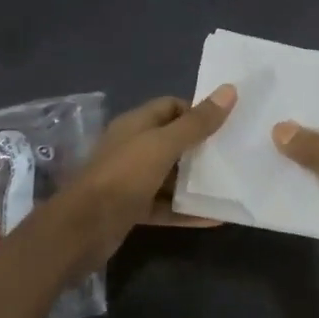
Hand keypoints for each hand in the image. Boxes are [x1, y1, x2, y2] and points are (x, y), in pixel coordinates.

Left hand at [56, 87, 236, 261]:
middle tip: (235, 154)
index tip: (227, 124)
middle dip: (202, 148)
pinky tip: (216, 218)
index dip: (198, 112)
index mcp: (135, 125)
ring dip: (197, 182)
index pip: (171, 107)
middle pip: (173, 142)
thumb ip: (197, 122)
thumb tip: (229, 90)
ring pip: (171, 177)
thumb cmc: (124, 176)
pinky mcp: (133, 209)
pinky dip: (188, 211)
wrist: (83, 228)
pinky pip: (167, 206)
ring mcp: (132, 180)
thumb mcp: (163, 145)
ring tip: (232, 185)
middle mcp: (133, 148)